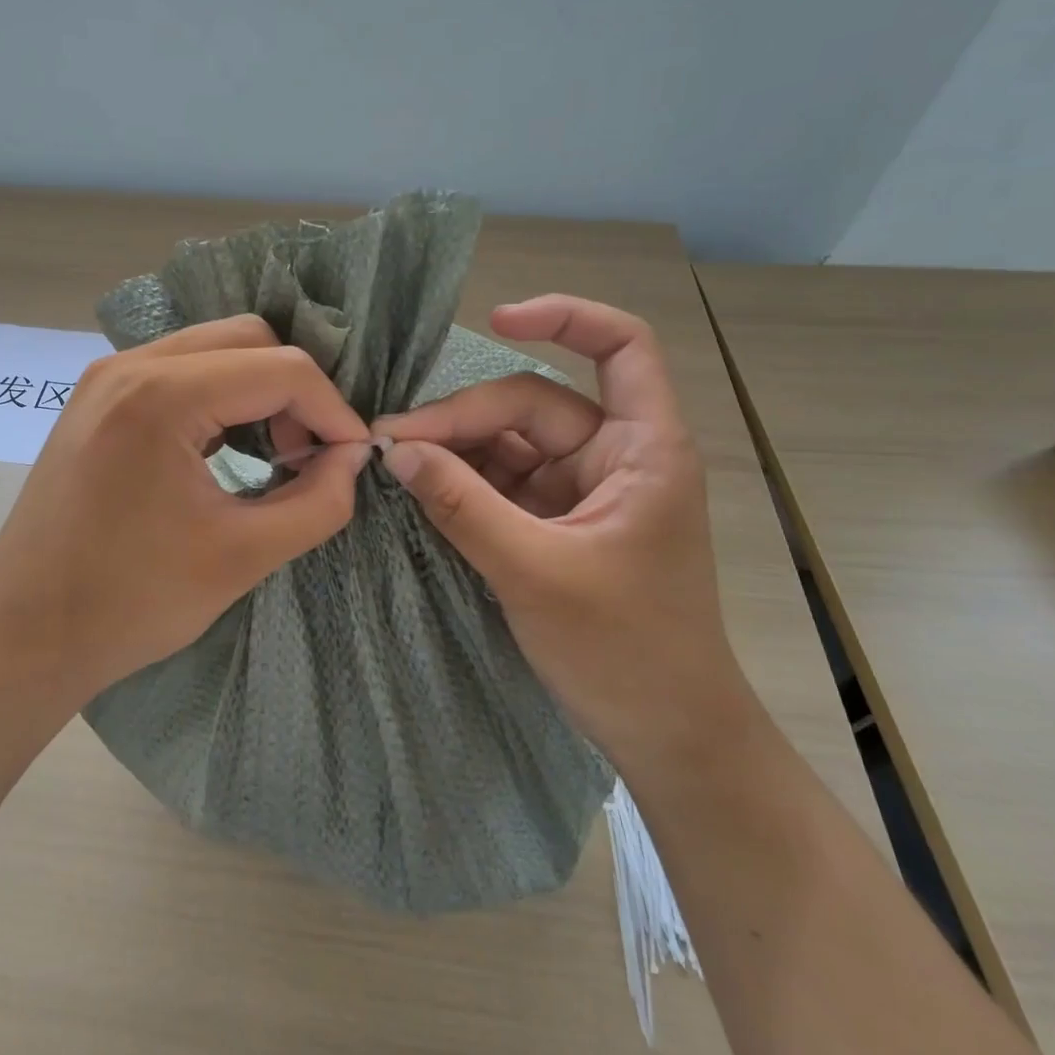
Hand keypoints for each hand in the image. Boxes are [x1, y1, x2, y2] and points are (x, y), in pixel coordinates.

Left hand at [0, 315, 369, 706]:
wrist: (22, 635)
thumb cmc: (130, 603)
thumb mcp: (243, 558)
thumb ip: (318, 502)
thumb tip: (352, 458)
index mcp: (162, 395)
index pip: (282, 369)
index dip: (332, 410)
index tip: (352, 458)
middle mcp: (129, 365)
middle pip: (248, 339)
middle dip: (295, 391)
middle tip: (308, 455)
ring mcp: (105, 377)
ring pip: (213, 348)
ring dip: (257, 390)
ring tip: (273, 454)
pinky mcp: (95, 399)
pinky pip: (177, 370)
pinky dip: (218, 397)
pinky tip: (225, 447)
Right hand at [371, 296, 753, 772]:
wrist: (665, 735)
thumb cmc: (624, 651)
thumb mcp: (533, 572)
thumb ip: (461, 506)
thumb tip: (394, 450)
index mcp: (642, 450)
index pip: (621, 348)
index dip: (565, 319)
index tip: (497, 320)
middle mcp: (612, 457)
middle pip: (531, 405)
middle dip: (462, 418)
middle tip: (390, 444)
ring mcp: (580, 491)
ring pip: (508, 445)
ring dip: (453, 451)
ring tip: (393, 466)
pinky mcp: (555, 523)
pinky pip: (501, 484)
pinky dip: (461, 484)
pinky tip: (418, 489)